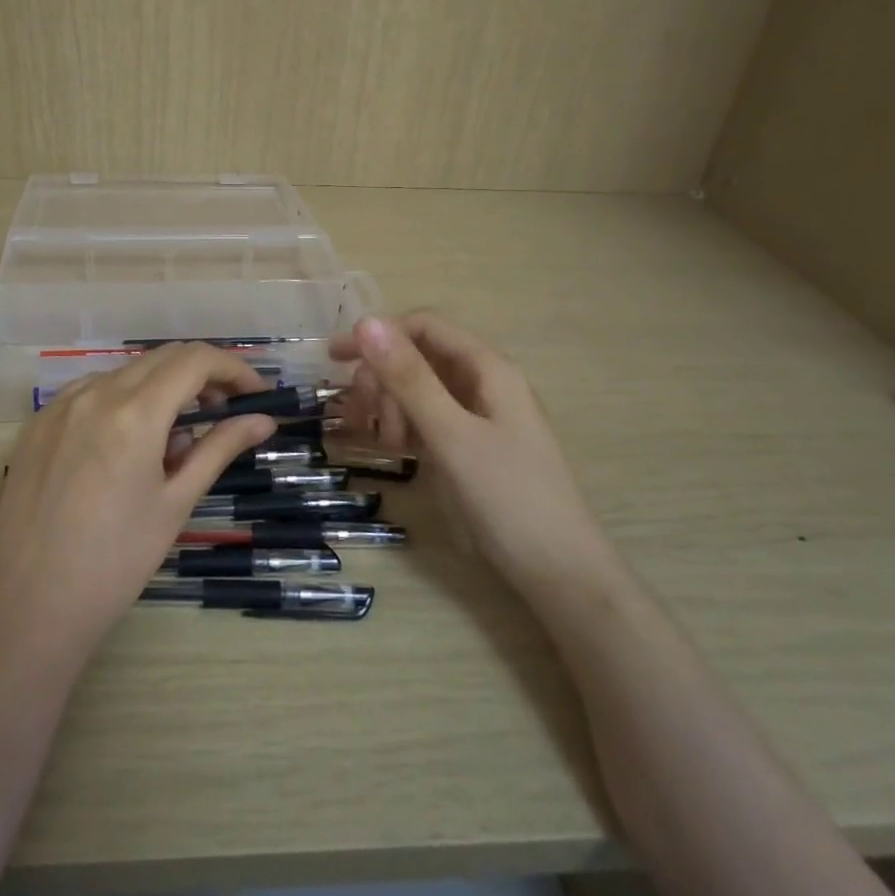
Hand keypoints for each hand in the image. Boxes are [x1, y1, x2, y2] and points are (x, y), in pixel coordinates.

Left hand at [0, 345, 277, 656]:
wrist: (29, 604)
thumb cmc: (115, 561)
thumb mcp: (176, 503)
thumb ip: (219, 448)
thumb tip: (263, 420)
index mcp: (133, 412)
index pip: (195, 360)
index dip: (234, 369)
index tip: (257, 394)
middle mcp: (94, 393)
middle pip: (162, 358)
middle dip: (201, 375)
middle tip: (225, 412)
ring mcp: (59, 405)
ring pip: (125, 373)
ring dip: (161, 388)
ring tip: (173, 441)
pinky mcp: (37, 423)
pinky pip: (91, 392)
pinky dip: (123, 402)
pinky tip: (127, 446)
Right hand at [332, 312, 605, 587]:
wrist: (559, 574)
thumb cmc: (509, 499)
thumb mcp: (452, 435)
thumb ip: (409, 379)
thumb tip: (366, 321)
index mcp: (487, 369)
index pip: (424, 326)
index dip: (378, 334)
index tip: (335, 360)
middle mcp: (483, 384)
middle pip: (418, 357)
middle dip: (382, 378)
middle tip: (359, 417)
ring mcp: (477, 417)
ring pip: (419, 391)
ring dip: (389, 405)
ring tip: (381, 443)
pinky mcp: (470, 447)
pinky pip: (426, 420)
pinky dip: (403, 427)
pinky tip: (390, 449)